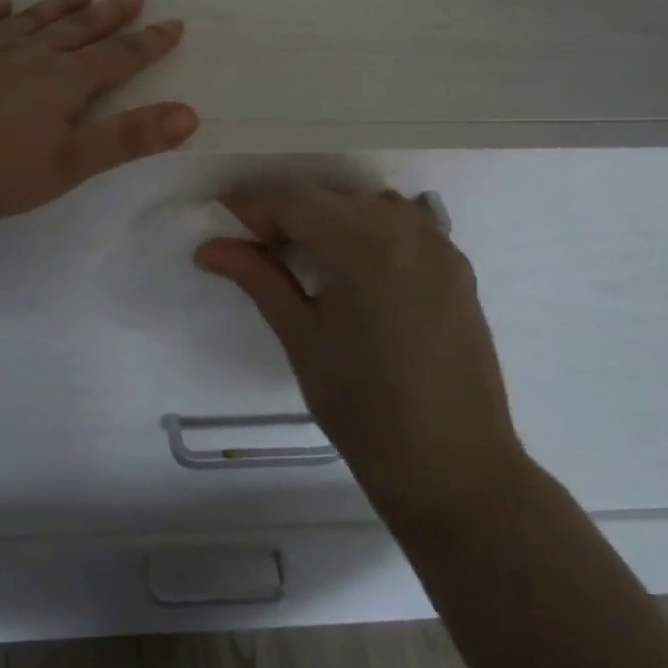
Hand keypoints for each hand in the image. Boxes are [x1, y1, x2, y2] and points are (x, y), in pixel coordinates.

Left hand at [0, 0, 197, 228]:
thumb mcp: (65, 166)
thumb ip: (126, 140)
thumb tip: (188, 114)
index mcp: (60, 84)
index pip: (116, 58)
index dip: (147, 44)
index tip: (173, 24)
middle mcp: (26, 56)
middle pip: (76, 31)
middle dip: (109, 16)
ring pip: (30, 20)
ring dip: (58, 6)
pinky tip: (0, 0)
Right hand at [195, 187, 533, 534]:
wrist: (452, 468)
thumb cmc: (363, 407)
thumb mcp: (300, 337)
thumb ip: (258, 278)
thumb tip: (209, 247)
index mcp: (365, 244)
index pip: (295, 202)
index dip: (252, 209)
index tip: (221, 227)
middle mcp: (407, 230)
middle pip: (331, 199)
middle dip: (288, 214)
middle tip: (254, 248)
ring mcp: (440, 246)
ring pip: (369, 206)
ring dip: (331, 218)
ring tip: (303, 256)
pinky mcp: (458, 268)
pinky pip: (405, 226)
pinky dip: (370, 231)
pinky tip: (353, 265)